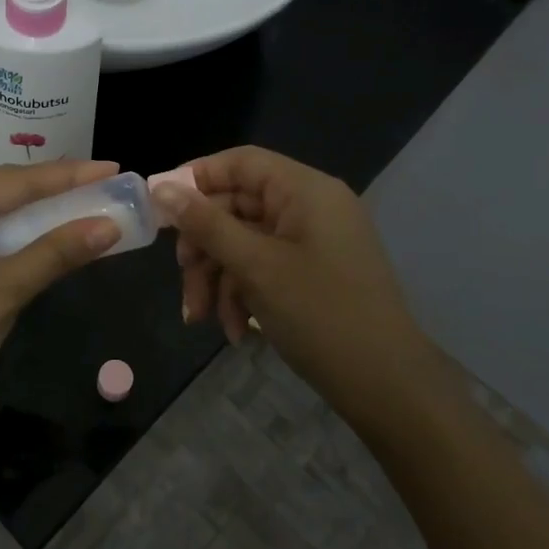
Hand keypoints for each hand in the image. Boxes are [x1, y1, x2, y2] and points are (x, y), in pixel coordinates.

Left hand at [0, 161, 122, 421]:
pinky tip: (58, 241)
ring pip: (3, 220)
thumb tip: (110, 225)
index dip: (68, 175)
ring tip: (94, 207)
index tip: (113, 167)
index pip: (15, 181)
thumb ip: (56, 253)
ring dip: (46, 219)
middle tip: (109, 185)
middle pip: (8, 194)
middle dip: (59, 192)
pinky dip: (28, 244)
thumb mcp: (3, 291)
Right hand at [155, 146, 426, 393]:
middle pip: (236, 207)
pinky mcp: (311, 273)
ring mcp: (311, 242)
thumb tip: (161, 187)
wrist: (387, 386)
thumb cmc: (321, 313)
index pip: (240, 163)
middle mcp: (309, 207)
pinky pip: (263, 268)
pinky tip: (235, 331)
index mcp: (305, 190)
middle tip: (183, 276)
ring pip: (244, 243)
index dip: (196, 178)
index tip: (160, 208)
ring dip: (218, 278)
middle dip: (204, 247)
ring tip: (202, 319)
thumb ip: (206, 224)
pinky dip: (243, 294)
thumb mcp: (255, 266)